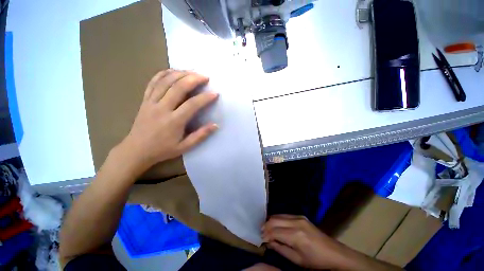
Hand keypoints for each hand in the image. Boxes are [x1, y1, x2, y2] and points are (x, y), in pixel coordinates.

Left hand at [118, 69, 217, 172]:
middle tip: (205, 76)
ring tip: (192, 71)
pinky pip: (153, 82)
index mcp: (174, 121)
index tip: (215, 93)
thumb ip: (200, 135)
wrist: (136, 151)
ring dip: (180, 73)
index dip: (205, 98)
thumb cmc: (162, 150)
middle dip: (193, 79)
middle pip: (178, 87)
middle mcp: (162, 108)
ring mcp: (151, 102)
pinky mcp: (145, 100)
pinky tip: (172, 70)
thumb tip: (215, 125)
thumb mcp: (185, 147)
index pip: (192, 105)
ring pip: (165, 81)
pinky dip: (163, 74)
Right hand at [262, 215, 348, 269]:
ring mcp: (299, 217)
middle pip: (274, 219)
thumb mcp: (297, 260)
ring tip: (267, 229)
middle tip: (261, 233)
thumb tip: (268, 241)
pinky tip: (276, 225)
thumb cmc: (316, 261)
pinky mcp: (301, 216)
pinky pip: (284, 215)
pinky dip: (277, 219)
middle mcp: (296, 222)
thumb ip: (280, 249)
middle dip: (266, 226)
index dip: (265, 235)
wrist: (334, 253)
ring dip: (271, 222)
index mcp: (296, 235)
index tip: (260, 239)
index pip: (274, 231)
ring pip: (278, 215)